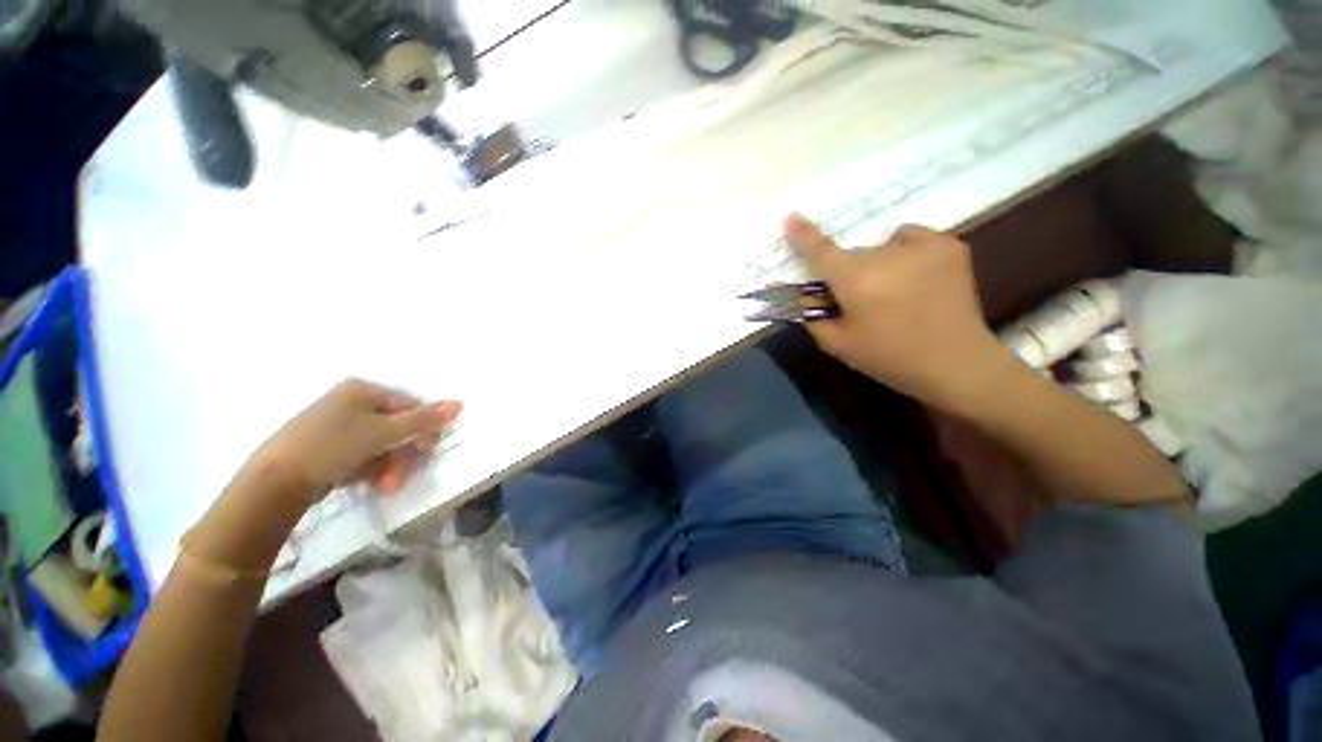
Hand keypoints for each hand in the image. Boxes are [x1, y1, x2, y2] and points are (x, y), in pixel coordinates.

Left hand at [251, 379, 462, 502]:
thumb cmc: (332, 447)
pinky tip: (368, 483)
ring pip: (381, 445)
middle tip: (399, 478)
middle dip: (403, 455)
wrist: (273, 484)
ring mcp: (337, 426)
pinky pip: (363, 455)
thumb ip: (423, 419)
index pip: (410, 405)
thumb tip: (460, 403)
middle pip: (396, 427)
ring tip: (385, 486)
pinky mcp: (326, 448)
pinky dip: (371, 470)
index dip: (423, 428)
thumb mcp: (383, 432)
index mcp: (362, 390)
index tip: (427, 451)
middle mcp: (350, 403)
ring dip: (390, 466)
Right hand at [784, 214, 1010, 409]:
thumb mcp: (838, 344)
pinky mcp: (948, 245)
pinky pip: (909, 238)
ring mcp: (921, 246)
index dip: (803, 234)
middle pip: (851, 257)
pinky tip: (914, 276)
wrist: (956, 362)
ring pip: (880, 248)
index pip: (821, 251)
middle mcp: (885, 255)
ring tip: (893, 291)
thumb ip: (812, 317)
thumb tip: (803, 294)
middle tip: (859, 301)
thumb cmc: (889, 357)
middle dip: (847, 274)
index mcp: (855, 281)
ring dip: (876, 264)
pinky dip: (903, 252)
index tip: (790, 218)